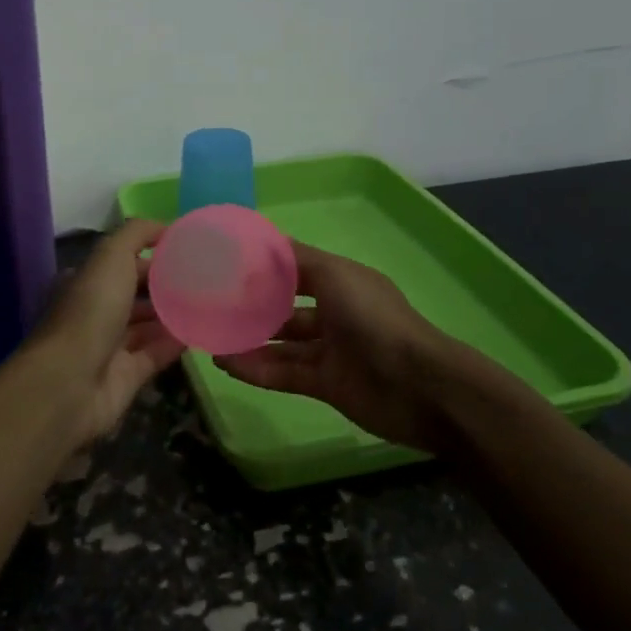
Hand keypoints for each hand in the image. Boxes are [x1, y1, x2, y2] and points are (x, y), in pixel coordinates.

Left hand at [22, 219, 184, 448]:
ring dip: (172, 314)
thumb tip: (166, 227)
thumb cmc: (90, 310)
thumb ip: (137, 234)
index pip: (122, 261)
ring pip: (146, 325)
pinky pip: (155, 354)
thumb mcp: (111, 256)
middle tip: (204, 277)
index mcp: (87, 281)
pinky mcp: (126, 377)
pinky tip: (200, 332)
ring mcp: (110, 346)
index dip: (151, 253)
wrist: (71, 383)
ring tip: (208, 302)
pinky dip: (175, 343)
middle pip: (135, 293)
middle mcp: (96, 311)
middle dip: (165, 285)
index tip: (187, 249)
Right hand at [218, 241, 520, 453]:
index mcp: (341, 282)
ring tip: (211, 337)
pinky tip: (225, 363)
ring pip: (281, 343)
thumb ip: (296, 260)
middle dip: (253, 306)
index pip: (295, 269)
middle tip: (212, 305)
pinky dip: (256, 369)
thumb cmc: (375, 319)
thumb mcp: (335, 275)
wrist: (420, 386)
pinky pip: (284, 374)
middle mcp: (335, 313)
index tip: (227, 263)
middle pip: (285, 307)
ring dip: (249, 340)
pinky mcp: (325, 385)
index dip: (264, 266)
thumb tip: (259, 244)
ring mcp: (330, 351)